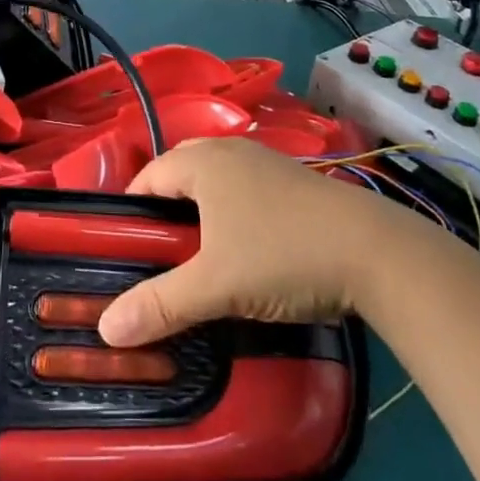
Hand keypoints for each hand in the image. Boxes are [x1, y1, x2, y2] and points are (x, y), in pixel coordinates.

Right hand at [97, 136, 402, 347]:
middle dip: (163, 205)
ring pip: (216, 179)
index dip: (130, 208)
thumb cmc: (281, 255)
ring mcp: (266, 163)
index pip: (148, 175)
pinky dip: (231, 210)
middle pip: (180, 171)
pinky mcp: (294, 181)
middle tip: (155, 251)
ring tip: (194, 253)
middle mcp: (231, 152)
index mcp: (203, 162)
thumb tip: (105, 328)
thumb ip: (160, 304)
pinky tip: (242, 246)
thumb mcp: (215, 286)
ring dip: (199, 207)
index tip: (121, 246)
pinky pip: (244, 188)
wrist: (374, 252)